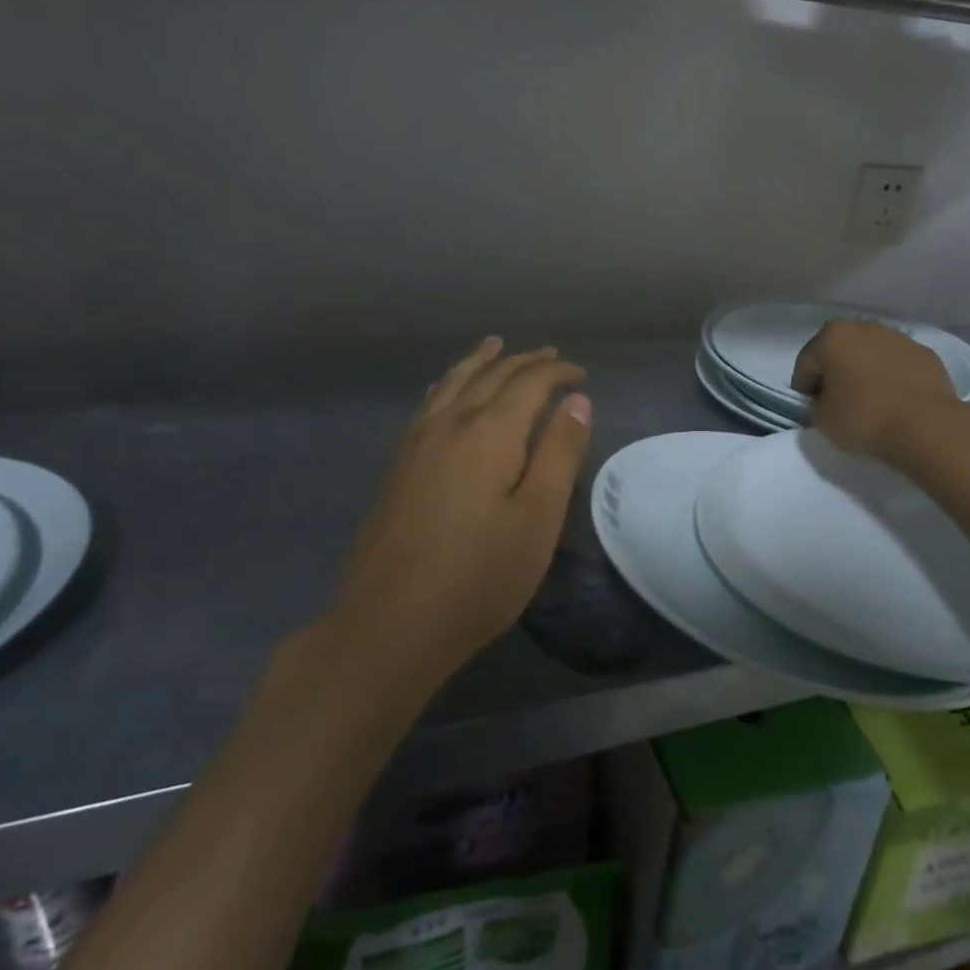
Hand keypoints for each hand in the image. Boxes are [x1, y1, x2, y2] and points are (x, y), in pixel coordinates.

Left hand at [333, 338, 592, 680]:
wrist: (388, 624)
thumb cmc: (479, 576)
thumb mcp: (537, 519)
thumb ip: (559, 453)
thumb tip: (578, 400)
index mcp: (489, 433)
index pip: (528, 382)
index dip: (557, 372)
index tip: (581, 375)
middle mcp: (450, 424)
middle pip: (490, 376)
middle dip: (523, 361)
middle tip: (550, 355)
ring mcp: (417, 444)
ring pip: (452, 384)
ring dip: (479, 362)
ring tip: (495, 346)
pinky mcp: (398, 466)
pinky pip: (427, 405)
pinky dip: (446, 386)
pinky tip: (444, 390)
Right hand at [792, 319, 960, 463]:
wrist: (925, 425)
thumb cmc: (863, 418)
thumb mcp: (821, 419)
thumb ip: (816, 404)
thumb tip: (827, 400)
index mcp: (832, 337)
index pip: (805, 365)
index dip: (804, 389)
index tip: (811, 409)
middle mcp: (864, 327)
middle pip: (839, 352)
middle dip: (835, 373)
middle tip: (838, 403)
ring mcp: (898, 338)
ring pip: (870, 355)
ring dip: (864, 372)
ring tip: (870, 402)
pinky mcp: (925, 353)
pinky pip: (897, 365)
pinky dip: (891, 377)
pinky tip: (895, 401)